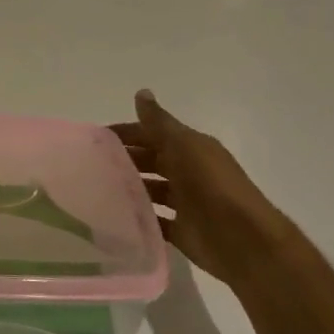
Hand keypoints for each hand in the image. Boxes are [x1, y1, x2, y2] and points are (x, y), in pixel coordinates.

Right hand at [111, 89, 299, 296]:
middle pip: (151, 161)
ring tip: (96, 190)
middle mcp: (189, 173)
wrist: (244, 241)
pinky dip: (138, 219)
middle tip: (89, 166)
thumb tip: (141, 92)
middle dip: (124, 160)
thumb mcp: (185, 147)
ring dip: (129, 188)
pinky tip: (114, 218)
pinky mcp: (182, 231)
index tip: (96, 138)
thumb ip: (160, 123)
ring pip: (151, 190)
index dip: (127, 133)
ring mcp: (186, 203)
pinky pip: (155, 222)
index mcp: (191, 149)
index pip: (153, 134)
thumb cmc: (213, 187)